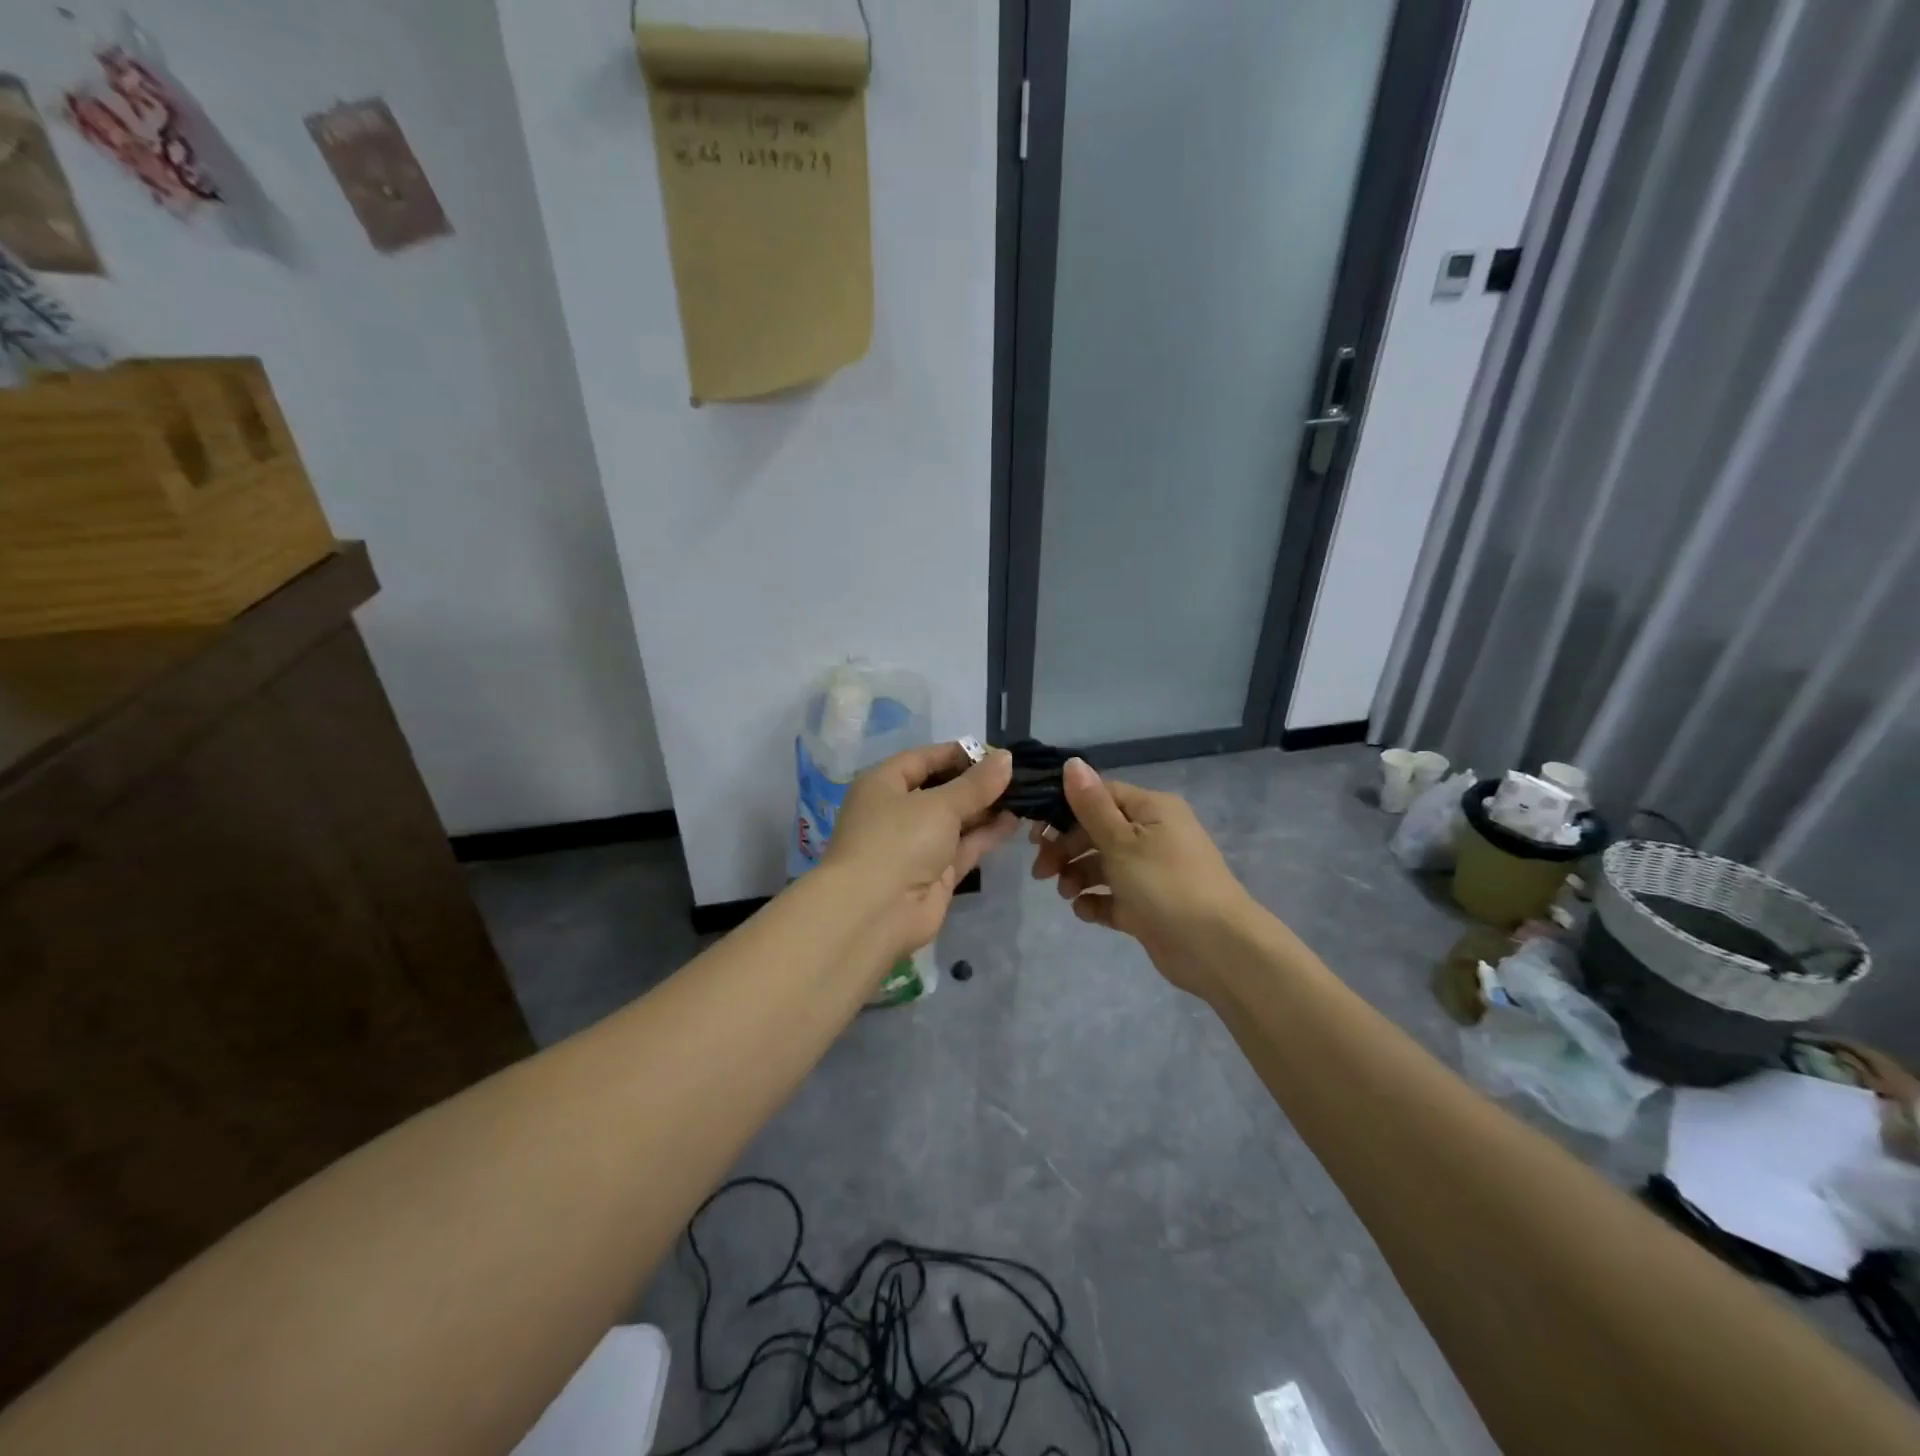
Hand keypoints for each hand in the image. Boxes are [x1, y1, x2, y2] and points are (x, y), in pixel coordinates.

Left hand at [824, 742, 1018, 961]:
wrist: (876, 912)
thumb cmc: (899, 840)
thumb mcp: (939, 804)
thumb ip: (976, 784)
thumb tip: (1005, 758)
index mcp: (883, 785)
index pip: (923, 759)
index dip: (958, 753)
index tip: (995, 752)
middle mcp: (897, 811)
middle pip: (941, 789)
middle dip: (977, 782)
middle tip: (1017, 774)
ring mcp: (916, 845)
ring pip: (955, 819)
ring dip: (986, 808)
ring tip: (1024, 794)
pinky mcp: (934, 873)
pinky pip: (963, 846)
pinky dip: (986, 834)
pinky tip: (1015, 820)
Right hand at [1031, 758, 1254, 996]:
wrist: (1215, 948)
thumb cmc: (1165, 883)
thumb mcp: (1122, 841)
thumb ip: (1091, 805)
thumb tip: (1072, 762)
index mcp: (1152, 810)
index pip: (1101, 796)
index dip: (1066, 810)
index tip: (1038, 833)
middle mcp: (1153, 835)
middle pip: (1097, 832)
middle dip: (1066, 849)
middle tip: (1041, 872)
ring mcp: (1151, 873)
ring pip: (1103, 865)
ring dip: (1078, 876)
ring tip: (1066, 894)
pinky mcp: (1149, 906)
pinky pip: (1114, 897)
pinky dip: (1096, 902)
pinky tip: (1084, 911)